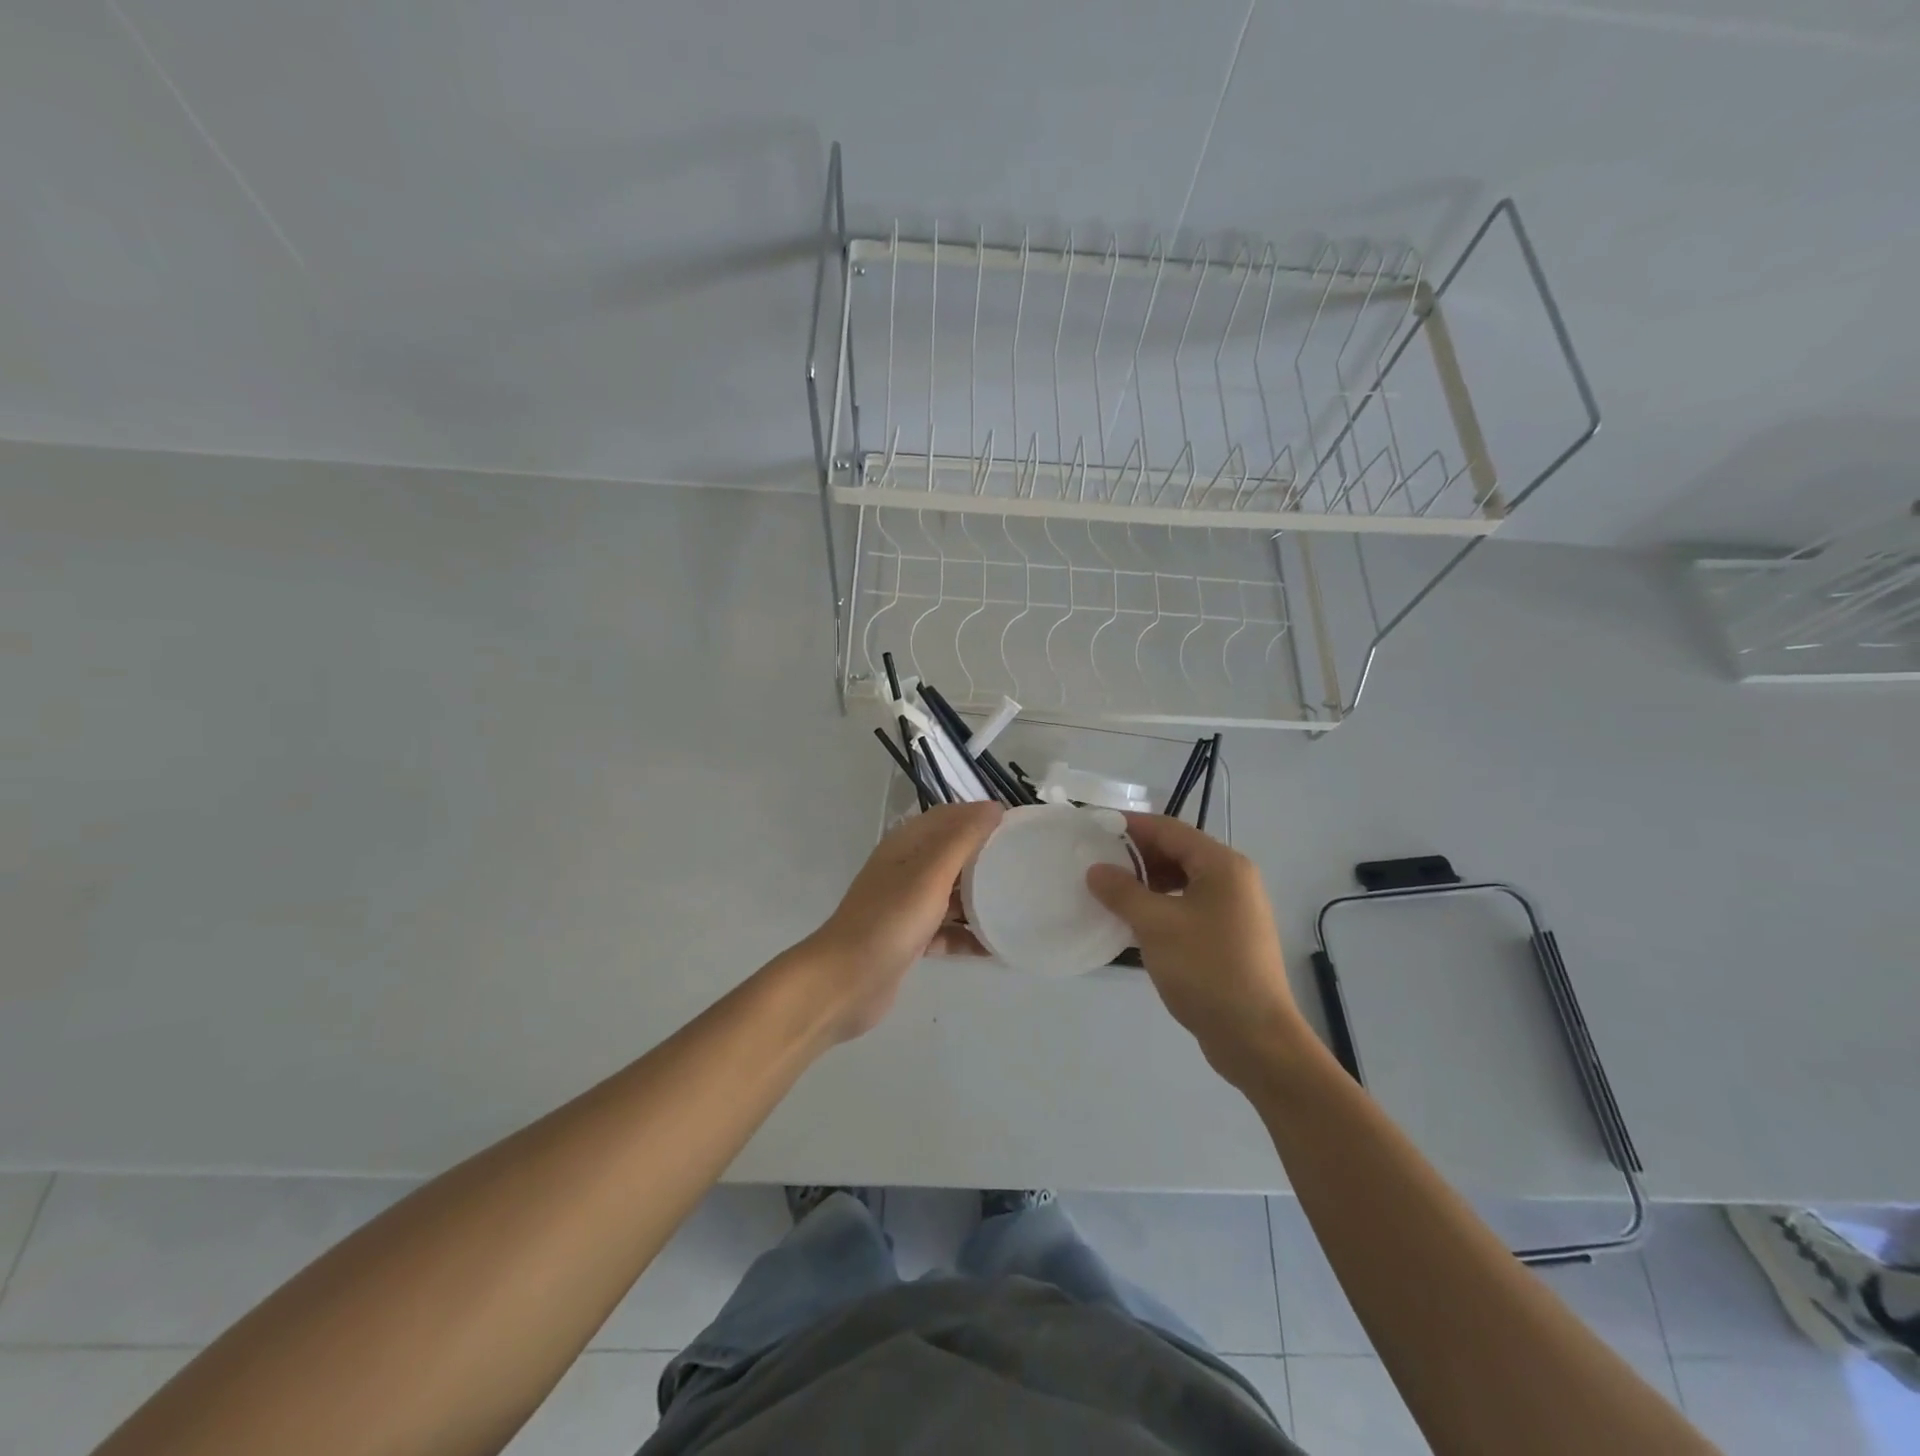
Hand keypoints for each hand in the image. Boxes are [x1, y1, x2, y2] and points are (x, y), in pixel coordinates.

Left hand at [799, 802, 1002, 1041]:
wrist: (845, 982)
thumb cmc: (890, 919)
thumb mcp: (930, 872)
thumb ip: (963, 839)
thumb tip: (994, 807)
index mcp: (906, 845)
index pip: (949, 817)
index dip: (980, 816)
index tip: (1019, 826)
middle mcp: (906, 870)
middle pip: (953, 855)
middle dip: (986, 858)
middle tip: (1026, 865)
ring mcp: (907, 906)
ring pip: (952, 895)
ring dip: (981, 898)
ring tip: (1019, 903)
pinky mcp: (910, 940)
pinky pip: (947, 931)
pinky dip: (969, 936)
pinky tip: (999, 947)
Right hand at [1087, 813, 1304, 1088]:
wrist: (1255, 1037)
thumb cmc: (1206, 969)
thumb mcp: (1155, 925)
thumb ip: (1122, 891)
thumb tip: (1096, 869)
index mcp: (1222, 865)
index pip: (1169, 829)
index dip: (1130, 826)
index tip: (1094, 829)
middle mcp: (1233, 879)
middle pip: (1177, 853)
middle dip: (1137, 856)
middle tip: (1097, 865)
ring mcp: (1234, 910)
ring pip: (1182, 882)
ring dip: (1147, 883)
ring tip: (1111, 894)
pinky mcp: (1230, 937)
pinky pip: (1189, 907)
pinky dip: (1161, 907)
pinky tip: (1136, 923)